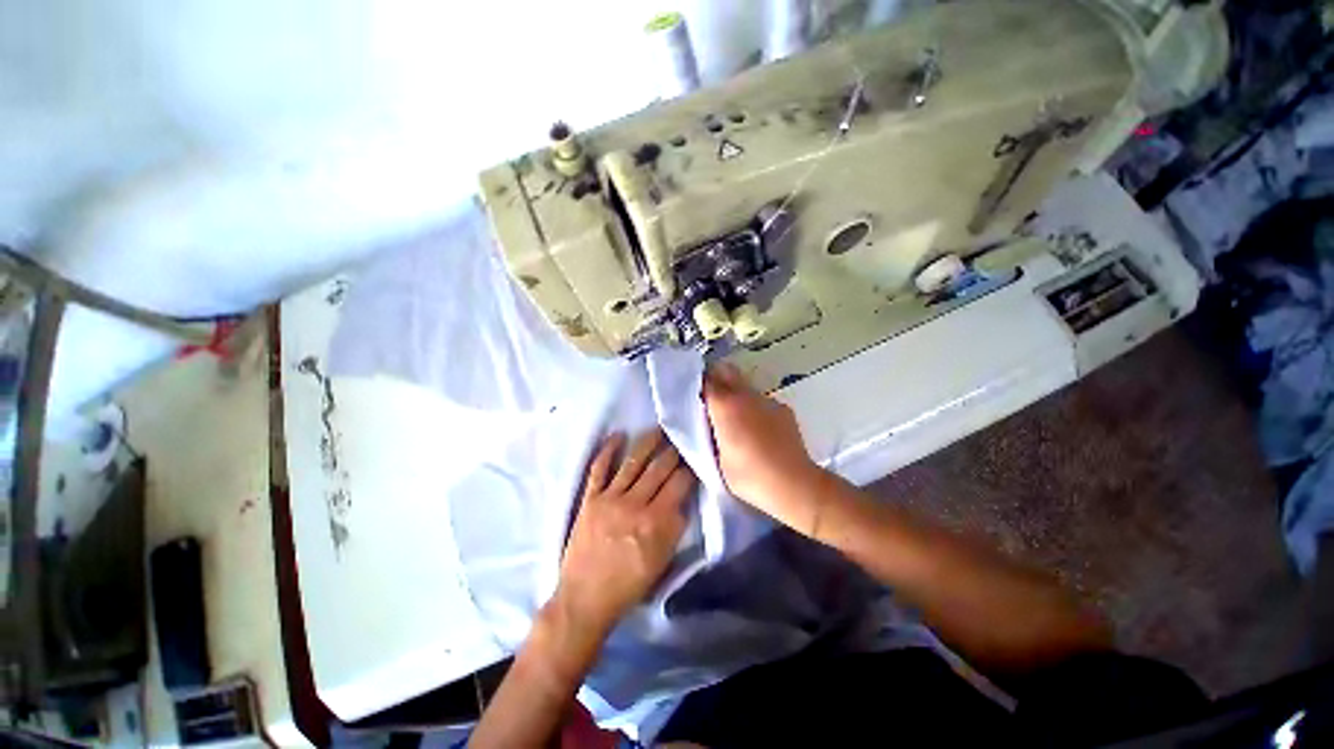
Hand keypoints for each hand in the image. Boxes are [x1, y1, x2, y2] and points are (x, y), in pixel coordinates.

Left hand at [553, 429, 695, 639]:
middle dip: (673, 450)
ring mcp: (610, 498)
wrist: (584, 599)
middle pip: (658, 468)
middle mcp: (634, 504)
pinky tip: (618, 435)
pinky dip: (608, 450)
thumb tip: (683, 501)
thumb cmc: (628, 586)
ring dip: (647, 442)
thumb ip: (675, 529)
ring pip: (633, 462)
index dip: (689, 467)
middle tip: (680, 434)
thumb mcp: (662, 562)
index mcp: (656, 522)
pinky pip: (599, 468)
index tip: (694, 456)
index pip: (679, 484)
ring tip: (658, 428)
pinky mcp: (590, 499)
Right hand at [702, 363, 823, 532]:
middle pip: (726, 371)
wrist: (794, 484)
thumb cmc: (749, 475)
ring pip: (745, 385)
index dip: (698, 386)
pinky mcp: (783, 409)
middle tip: (710, 399)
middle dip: (716, 379)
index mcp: (725, 405)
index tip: (693, 396)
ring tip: (736, 417)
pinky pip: (762, 401)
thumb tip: (708, 423)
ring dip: (736, 394)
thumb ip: (709, 434)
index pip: (706, 381)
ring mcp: (767, 400)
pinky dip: (754, 407)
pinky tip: (758, 428)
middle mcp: (746, 395)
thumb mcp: (717, 459)